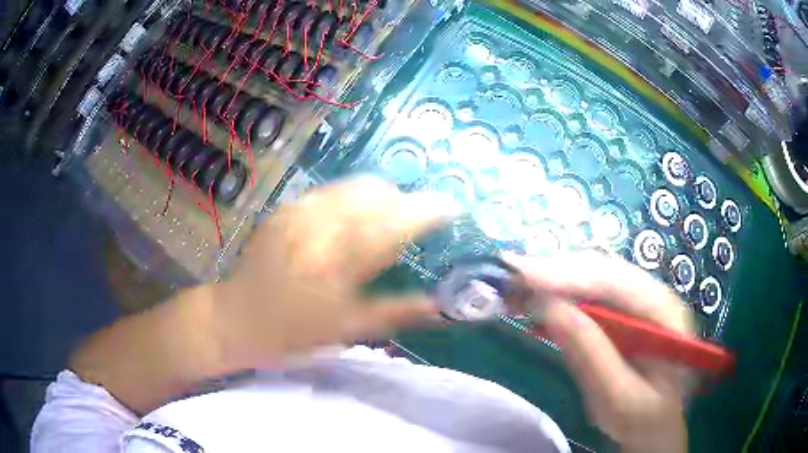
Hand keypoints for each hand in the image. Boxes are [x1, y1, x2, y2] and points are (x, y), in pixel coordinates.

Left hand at [214, 178, 456, 367]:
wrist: (237, 317)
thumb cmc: (292, 332)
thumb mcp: (346, 331)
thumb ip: (396, 312)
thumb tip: (439, 303)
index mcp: (341, 259)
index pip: (398, 221)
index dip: (430, 210)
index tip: (453, 209)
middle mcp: (322, 224)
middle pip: (378, 192)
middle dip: (405, 201)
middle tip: (414, 224)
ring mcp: (301, 211)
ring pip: (355, 185)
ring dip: (380, 197)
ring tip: (385, 219)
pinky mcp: (287, 208)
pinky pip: (331, 191)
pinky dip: (352, 198)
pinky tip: (350, 220)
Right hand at [507, 252, 692, 452]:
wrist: (654, 424)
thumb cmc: (643, 417)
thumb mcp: (619, 398)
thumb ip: (592, 355)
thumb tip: (551, 308)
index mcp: (665, 313)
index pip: (617, 282)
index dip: (571, 275)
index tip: (525, 275)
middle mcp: (653, 294)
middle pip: (604, 270)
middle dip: (557, 270)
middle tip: (511, 275)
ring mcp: (638, 300)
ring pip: (594, 275)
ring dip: (555, 277)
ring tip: (517, 283)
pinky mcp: (621, 311)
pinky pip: (589, 292)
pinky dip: (560, 292)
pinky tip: (538, 295)